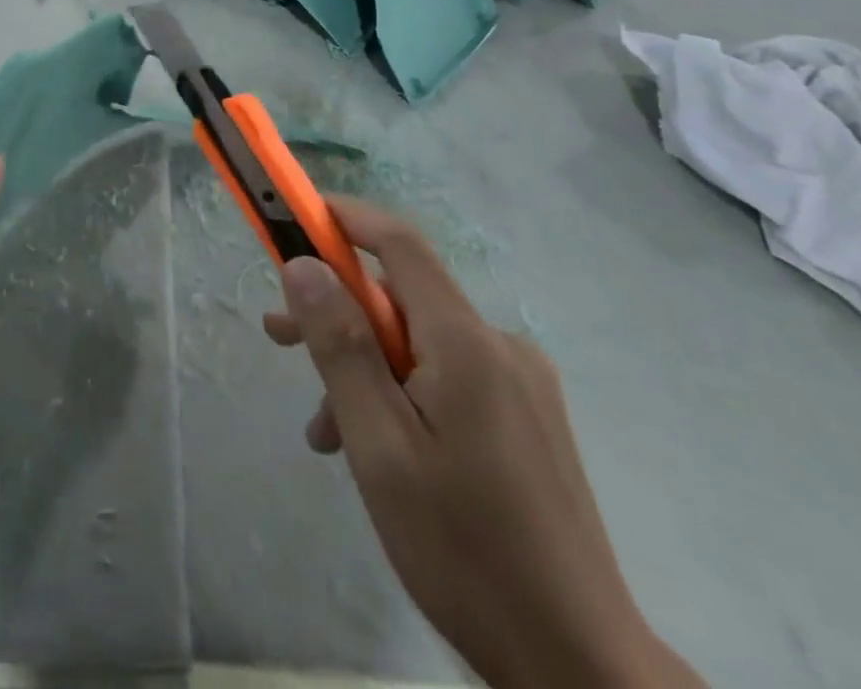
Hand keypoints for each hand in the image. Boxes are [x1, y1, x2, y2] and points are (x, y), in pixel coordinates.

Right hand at [263, 199, 701, 688]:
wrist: (582, 668)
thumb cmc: (464, 552)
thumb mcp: (380, 447)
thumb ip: (340, 347)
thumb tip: (303, 264)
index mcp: (467, 343)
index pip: (399, 244)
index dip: (345, 218)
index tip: (293, 217)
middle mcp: (500, 345)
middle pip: (403, 298)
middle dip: (338, 310)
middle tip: (279, 336)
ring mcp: (520, 383)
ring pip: (421, 344)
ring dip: (366, 368)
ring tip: (326, 431)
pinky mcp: (527, 417)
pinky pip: (448, 378)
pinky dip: (402, 394)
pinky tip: (378, 452)